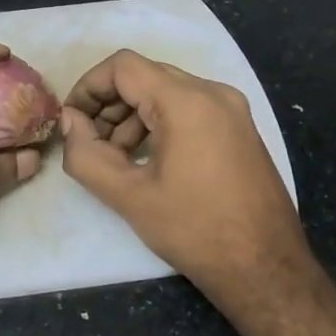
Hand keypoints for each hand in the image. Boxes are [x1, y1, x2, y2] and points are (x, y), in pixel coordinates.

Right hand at [60, 50, 312, 302]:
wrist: (267, 269)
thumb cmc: (195, 231)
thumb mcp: (129, 196)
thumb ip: (87, 154)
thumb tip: (69, 121)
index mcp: (187, 102)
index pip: (123, 66)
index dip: (88, 87)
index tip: (71, 120)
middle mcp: (214, 93)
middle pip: (146, 76)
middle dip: (109, 104)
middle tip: (90, 143)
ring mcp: (233, 110)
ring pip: (167, 92)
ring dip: (133, 116)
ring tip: (116, 159)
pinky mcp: (240, 129)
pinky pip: (190, 109)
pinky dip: (160, 124)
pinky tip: (148, 161)